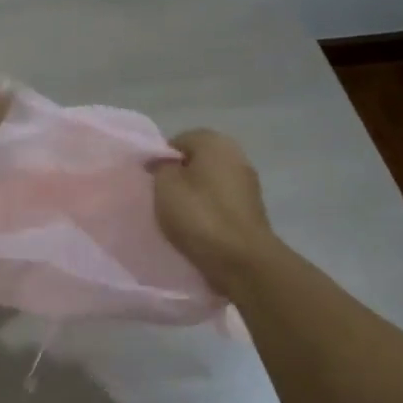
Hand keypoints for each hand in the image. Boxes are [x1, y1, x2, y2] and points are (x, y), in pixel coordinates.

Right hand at [151, 130, 276, 292]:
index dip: (161, 160)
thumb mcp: (165, 186)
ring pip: (209, 184)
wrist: (242, 260)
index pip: (178, 141)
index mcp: (215, 141)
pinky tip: (198, 230)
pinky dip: (209, 213)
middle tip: (162, 201)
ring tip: (178, 219)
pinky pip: (221, 204)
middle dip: (179, 178)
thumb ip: (160, 166)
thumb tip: (163, 162)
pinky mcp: (252, 210)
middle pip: (196, 162)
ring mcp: (248, 183)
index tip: (150, 183)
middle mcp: (236, 155)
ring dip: (194, 197)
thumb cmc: (199, 216)